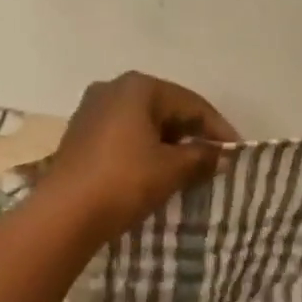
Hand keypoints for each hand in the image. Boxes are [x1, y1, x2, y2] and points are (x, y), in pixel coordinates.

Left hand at [40, 71, 238, 243]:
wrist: (64, 214)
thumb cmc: (124, 182)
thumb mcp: (171, 170)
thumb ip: (201, 158)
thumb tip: (220, 156)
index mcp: (138, 87)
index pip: (191, 104)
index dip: (218, 128)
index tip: (237, 152)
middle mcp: (112, 89)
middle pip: (166, 109)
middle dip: (192, 134)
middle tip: (215, 159)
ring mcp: (92, 110)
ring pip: (144, 123)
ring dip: (169, 143)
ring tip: (190, 168)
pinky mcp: (80, 135)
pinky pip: (124, 136)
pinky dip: (145, 149)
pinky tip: (157, 170)